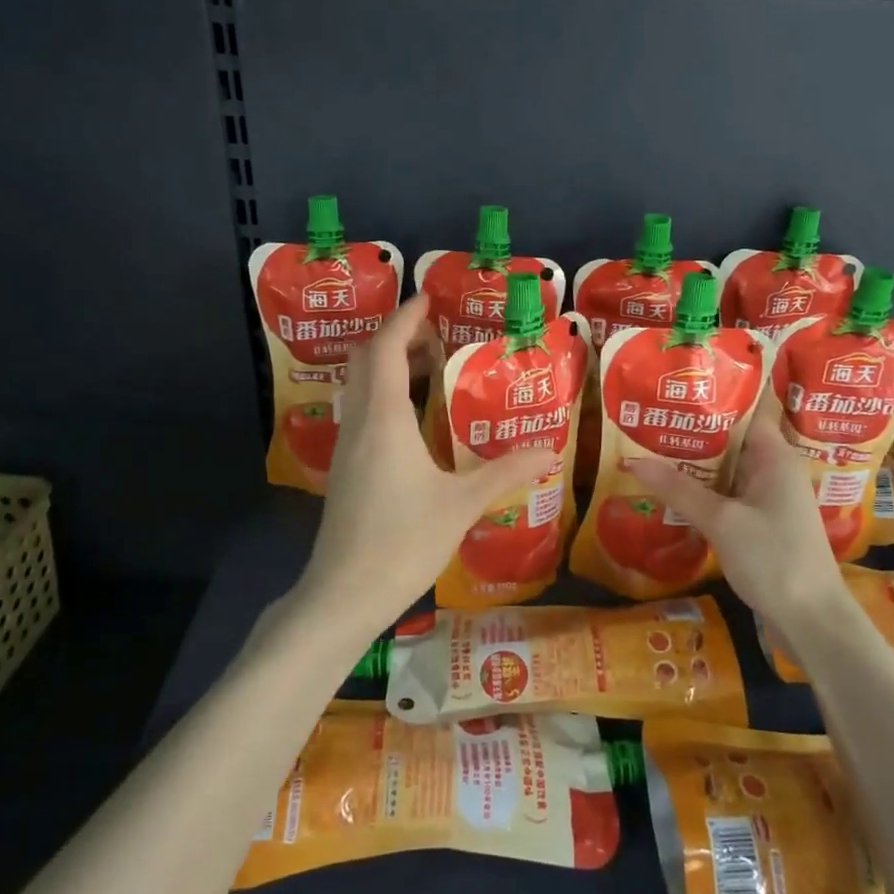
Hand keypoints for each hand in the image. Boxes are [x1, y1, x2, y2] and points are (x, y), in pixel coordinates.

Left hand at [300, 294, 556, 625]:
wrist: (343, 594)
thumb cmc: (403, 542)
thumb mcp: (461, 504)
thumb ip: (504, 473)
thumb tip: (550, 451)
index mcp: (385, 419)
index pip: (387, 349)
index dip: (404, 318)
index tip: (428, 299)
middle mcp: (360, 423)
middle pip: (368, 360)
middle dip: (397, 337)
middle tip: (436, 331)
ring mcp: (347, 447)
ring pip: (361, 387)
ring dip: (390, 366)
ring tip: (433, 368)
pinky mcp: (345, 469)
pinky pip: (363, 412)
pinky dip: (386, 396)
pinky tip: (416, 420)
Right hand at [628, 414, 842, 623]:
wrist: (812, 621)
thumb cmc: (774, 559)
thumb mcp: (721, 521)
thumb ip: (678, 489)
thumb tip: (632, 460)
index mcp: (775, 456)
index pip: (745, 411)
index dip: (712, 398)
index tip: (674, 390)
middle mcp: (774, 470)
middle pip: (731, 439)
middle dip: (693, 432)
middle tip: (649, 419)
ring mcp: (769, 498)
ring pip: (727, 469)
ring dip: (695, 464)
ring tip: (650, 448)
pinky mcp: (762, 522)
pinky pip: (728, 495)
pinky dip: (703, 491)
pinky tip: (671, 491)